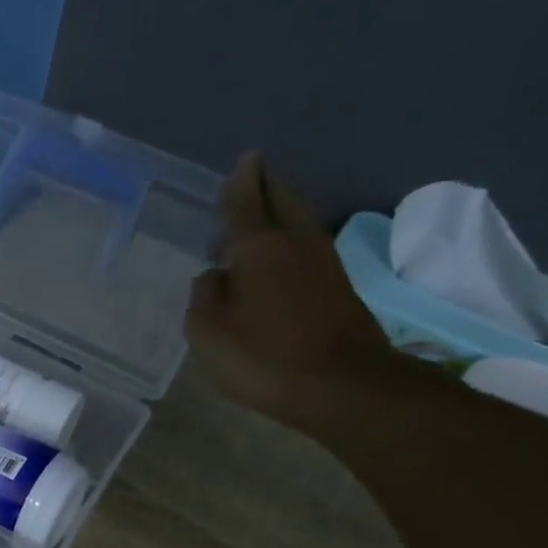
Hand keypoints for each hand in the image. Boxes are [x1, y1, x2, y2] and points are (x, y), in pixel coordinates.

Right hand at [189, 152, 398, 433]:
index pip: (245, 201)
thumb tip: (215, 276)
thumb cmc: (263, 356)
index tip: (245, 160)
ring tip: (256, 222)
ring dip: (279, 215)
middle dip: (267, 186)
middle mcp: (295, 243)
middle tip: (252, 179)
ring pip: (298, 223)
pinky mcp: (339, 289)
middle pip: (282, 200)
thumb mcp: (208, 332)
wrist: (342, 387)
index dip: (241, 181)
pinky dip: (289, 243)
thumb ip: (204, 297)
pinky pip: (307, 249)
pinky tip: (276, 260)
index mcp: (258, 247)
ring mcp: (323, 264)